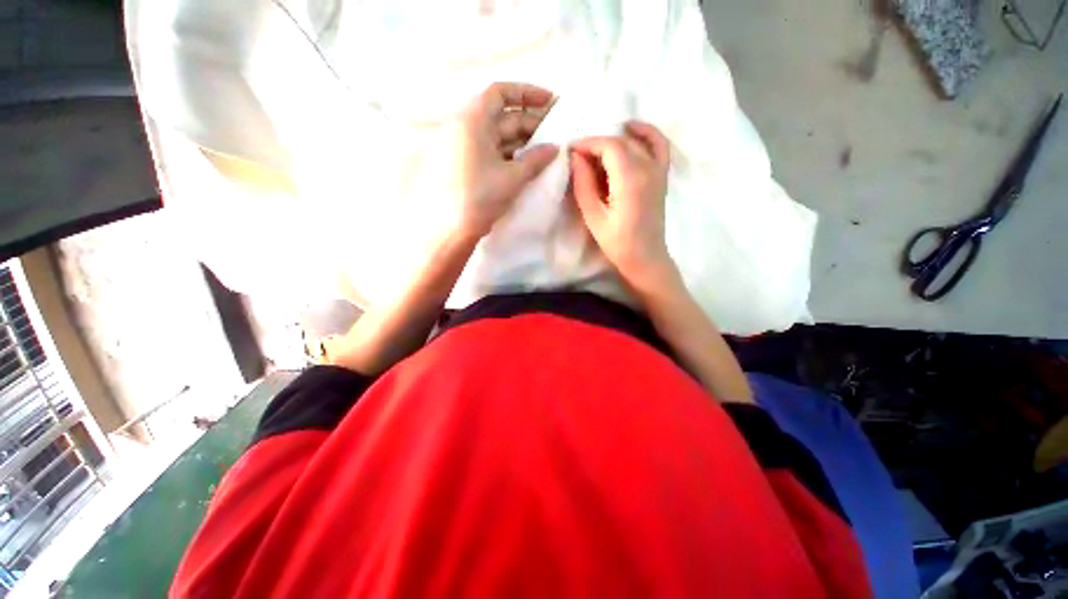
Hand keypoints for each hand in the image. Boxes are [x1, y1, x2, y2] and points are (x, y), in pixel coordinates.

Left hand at [443, 82, 559, 239]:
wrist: (451, 230)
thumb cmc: (480, 197)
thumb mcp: (512, 177)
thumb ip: (536, 159)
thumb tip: (555, 147)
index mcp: (472, 120)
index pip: (500, 93)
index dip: (527, 93)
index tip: (551, 102)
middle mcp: (465, 128)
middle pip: (502, 116)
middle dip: (530, 122)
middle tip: (556, 132)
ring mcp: (464, 148)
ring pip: (497, 136)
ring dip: (522, 140)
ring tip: (546, 149)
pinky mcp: (466, 166)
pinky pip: (491, 151)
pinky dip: (509, 154)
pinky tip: (527, 163)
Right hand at [571, 121, 676, 293]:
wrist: (645, 257)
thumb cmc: (617, 242)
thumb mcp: (594, 217)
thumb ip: (584, 184)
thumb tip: (576, 157)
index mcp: (631, 179)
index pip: (609, 146)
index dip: (588, 144)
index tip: (570, 150)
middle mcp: (648, 168)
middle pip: (621, 142)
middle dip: (597, 144)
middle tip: (578, 158)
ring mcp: (659, 170)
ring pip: (636, 141)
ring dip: (615, 139)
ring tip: (597, 149)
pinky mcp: (662, 176)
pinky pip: (659, 145)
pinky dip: (647, 133)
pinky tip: (631, 129)